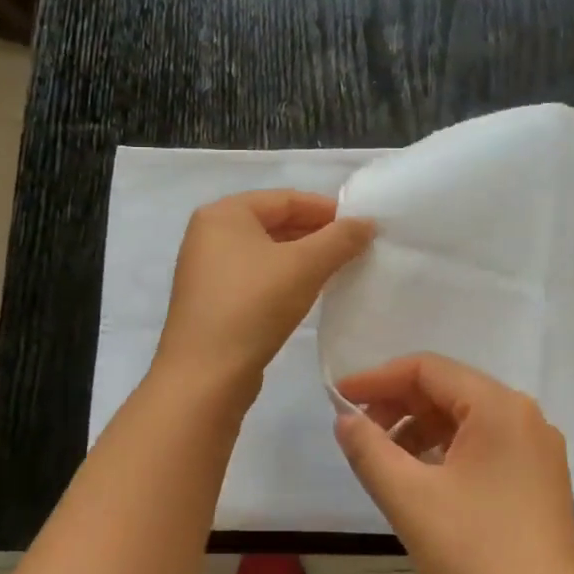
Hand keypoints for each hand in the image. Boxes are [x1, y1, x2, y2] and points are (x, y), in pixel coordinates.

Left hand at [154, 190, 373, 395]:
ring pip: (266, 252)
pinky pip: (256, 276)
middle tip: (356, 248)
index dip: (327, 209)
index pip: (285, 198)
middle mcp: (209, 234)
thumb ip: (339, 239)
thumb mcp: (304, 266)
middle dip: (316, 234)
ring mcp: (207, 269)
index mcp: (224, 213)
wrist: (206, 375)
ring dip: (303, 257)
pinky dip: (284, 278)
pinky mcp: (212, 300)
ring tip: (340, 268)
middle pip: (274, 222)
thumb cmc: (253, 306)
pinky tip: (309, 292)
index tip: (362, 226)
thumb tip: (367, 222)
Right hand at [334, 354, 573, 573]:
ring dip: (419, 430)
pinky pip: (483, 446)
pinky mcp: (539, 481)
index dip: (378, 379)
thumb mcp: (409, 498)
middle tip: (357, 430)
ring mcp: (536, 450)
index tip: (339, 399)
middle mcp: (523, 416)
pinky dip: (445, 452)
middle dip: (397, 404)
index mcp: (498, 407)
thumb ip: (369, 449)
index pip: (427, 369)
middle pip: (448, 390)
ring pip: (465, 420)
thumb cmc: (477, 555)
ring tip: (383, 459)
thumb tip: (345, 419)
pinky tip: (421, 479)